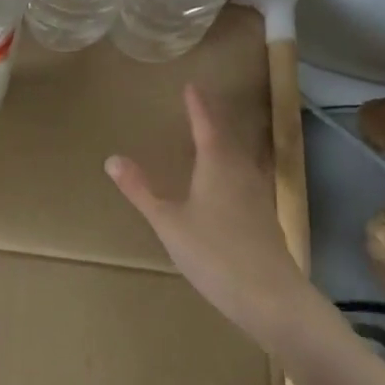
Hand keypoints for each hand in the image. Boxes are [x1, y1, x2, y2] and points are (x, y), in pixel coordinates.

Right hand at [107, 85, 311, 346]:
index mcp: (217, 165)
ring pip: (240, 159)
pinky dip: (233, 169)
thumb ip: (141, 191)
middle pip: (227, 138)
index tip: (191, 86)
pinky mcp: (265, 219)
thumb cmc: (215, 254)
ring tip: (212, 139)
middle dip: (212, 121)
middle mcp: (241, 172)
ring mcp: (258, 196)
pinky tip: (229, 185)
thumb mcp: (168, 222)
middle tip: (200, 107)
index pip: (205, 125)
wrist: (272, 298)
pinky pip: (247, 179)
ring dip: (225, 144)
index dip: (197, 106)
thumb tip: (112, 158)